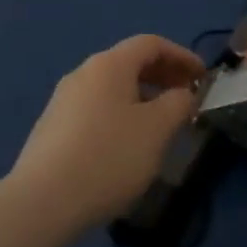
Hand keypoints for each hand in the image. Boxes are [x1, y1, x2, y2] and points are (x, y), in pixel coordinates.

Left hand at [6, 35, 205, 233]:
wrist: (42, 202)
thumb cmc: (109, 157)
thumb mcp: (157, 129)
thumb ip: (178, 103)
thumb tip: (183, 93)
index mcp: (109, 65)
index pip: (151, 44)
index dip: (182, 56)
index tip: (203, 78)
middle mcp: (83, 73)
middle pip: (129, 62)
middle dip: (163, 76)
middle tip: (186, 99)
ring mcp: (63, 100)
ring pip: (112, 88)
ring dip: (143, 97)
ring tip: (162, 125)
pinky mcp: (53, 128)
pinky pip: (97, 108)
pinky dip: (121, 113)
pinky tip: (128, 144)